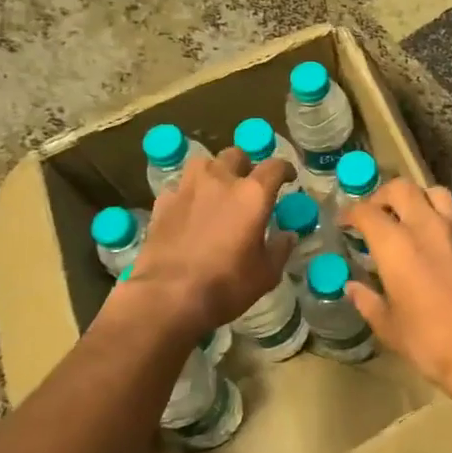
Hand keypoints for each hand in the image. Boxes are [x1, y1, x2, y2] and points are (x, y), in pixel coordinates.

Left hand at [120, 148, 293, 336]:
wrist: (167, 297)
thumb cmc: (225, 285)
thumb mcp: (266, 274)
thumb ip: (280, 249)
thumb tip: (287, 235)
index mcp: (253, 194)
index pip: (274, 166)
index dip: (285, 169)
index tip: (289, 178)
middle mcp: (220, 181)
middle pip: (236, 155)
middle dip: (246, 165)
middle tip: (249, 184)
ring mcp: (187, 189)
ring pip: (203, 163)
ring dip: (214, 171)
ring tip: (216, 189)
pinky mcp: (162, 203)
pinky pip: (179, 187)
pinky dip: (188, 193)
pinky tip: (189, 209)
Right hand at [342, 179, 451, 416]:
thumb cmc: (428, 343)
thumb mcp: (388, 327)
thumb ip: (368, 301)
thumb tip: (352, 287)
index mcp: (395, 246)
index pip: (366, 212)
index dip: (350, 213)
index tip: (345, 223)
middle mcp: (427, 227)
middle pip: (402, 189)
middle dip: (384, 196)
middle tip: (378, 214)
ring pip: (438, 193)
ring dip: (423, 200)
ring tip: (416, 217)